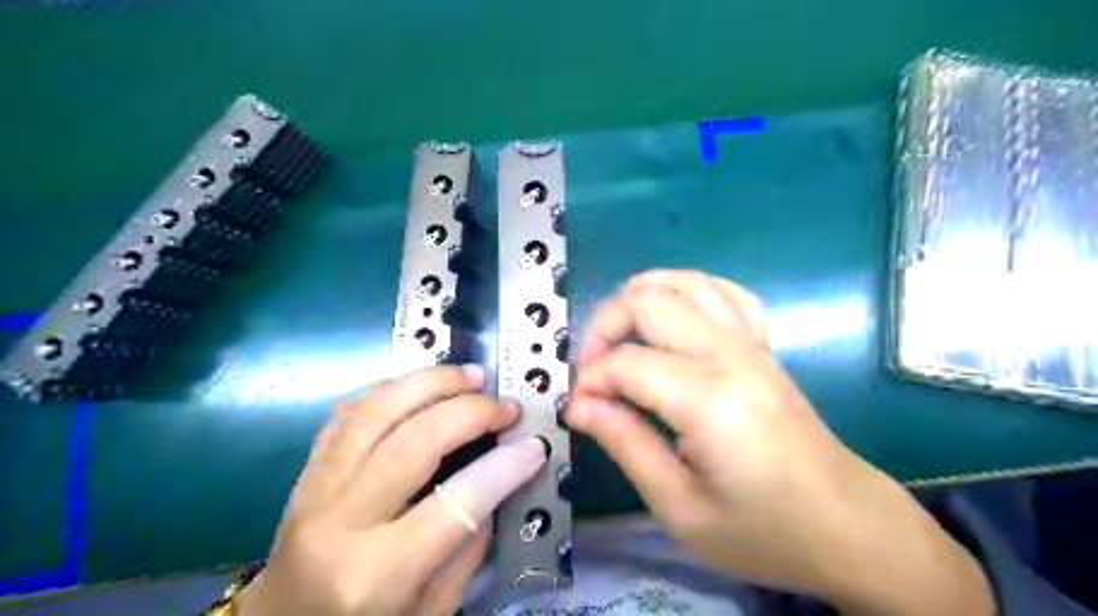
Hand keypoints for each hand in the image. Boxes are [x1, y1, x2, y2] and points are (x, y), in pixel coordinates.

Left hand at [241, 366, 547, 615]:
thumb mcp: (430, 612)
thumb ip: (467, 548)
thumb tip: (496, 481)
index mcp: (375, 575)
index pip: (455, 504)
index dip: (503, 468)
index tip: (534, 445)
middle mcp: (339, 524)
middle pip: (414, 442)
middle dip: (470, 412)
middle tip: (505, 405)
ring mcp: (314, 489)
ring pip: (377, 412)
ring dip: (431, 383)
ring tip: (470, 376)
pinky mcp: (305, 470)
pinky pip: (350, 412)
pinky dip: (392, 389)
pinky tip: (422, 384)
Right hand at [566, 270, 996, 614]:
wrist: (846, 526)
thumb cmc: (762, 530)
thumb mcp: (679, 507)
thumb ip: (625, 444)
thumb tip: (579, 406)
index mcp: (709, 400)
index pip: (626, 364)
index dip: (590, 381)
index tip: (578, 409)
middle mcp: (730, 356)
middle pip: (648, 302)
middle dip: (604, 326)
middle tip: (593, 371)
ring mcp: (751, 343)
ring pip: (684, 281)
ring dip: (639, 297)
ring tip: (621, 336)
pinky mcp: (764, 345)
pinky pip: (724, 292)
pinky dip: (688, 291)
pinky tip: (673, 316)